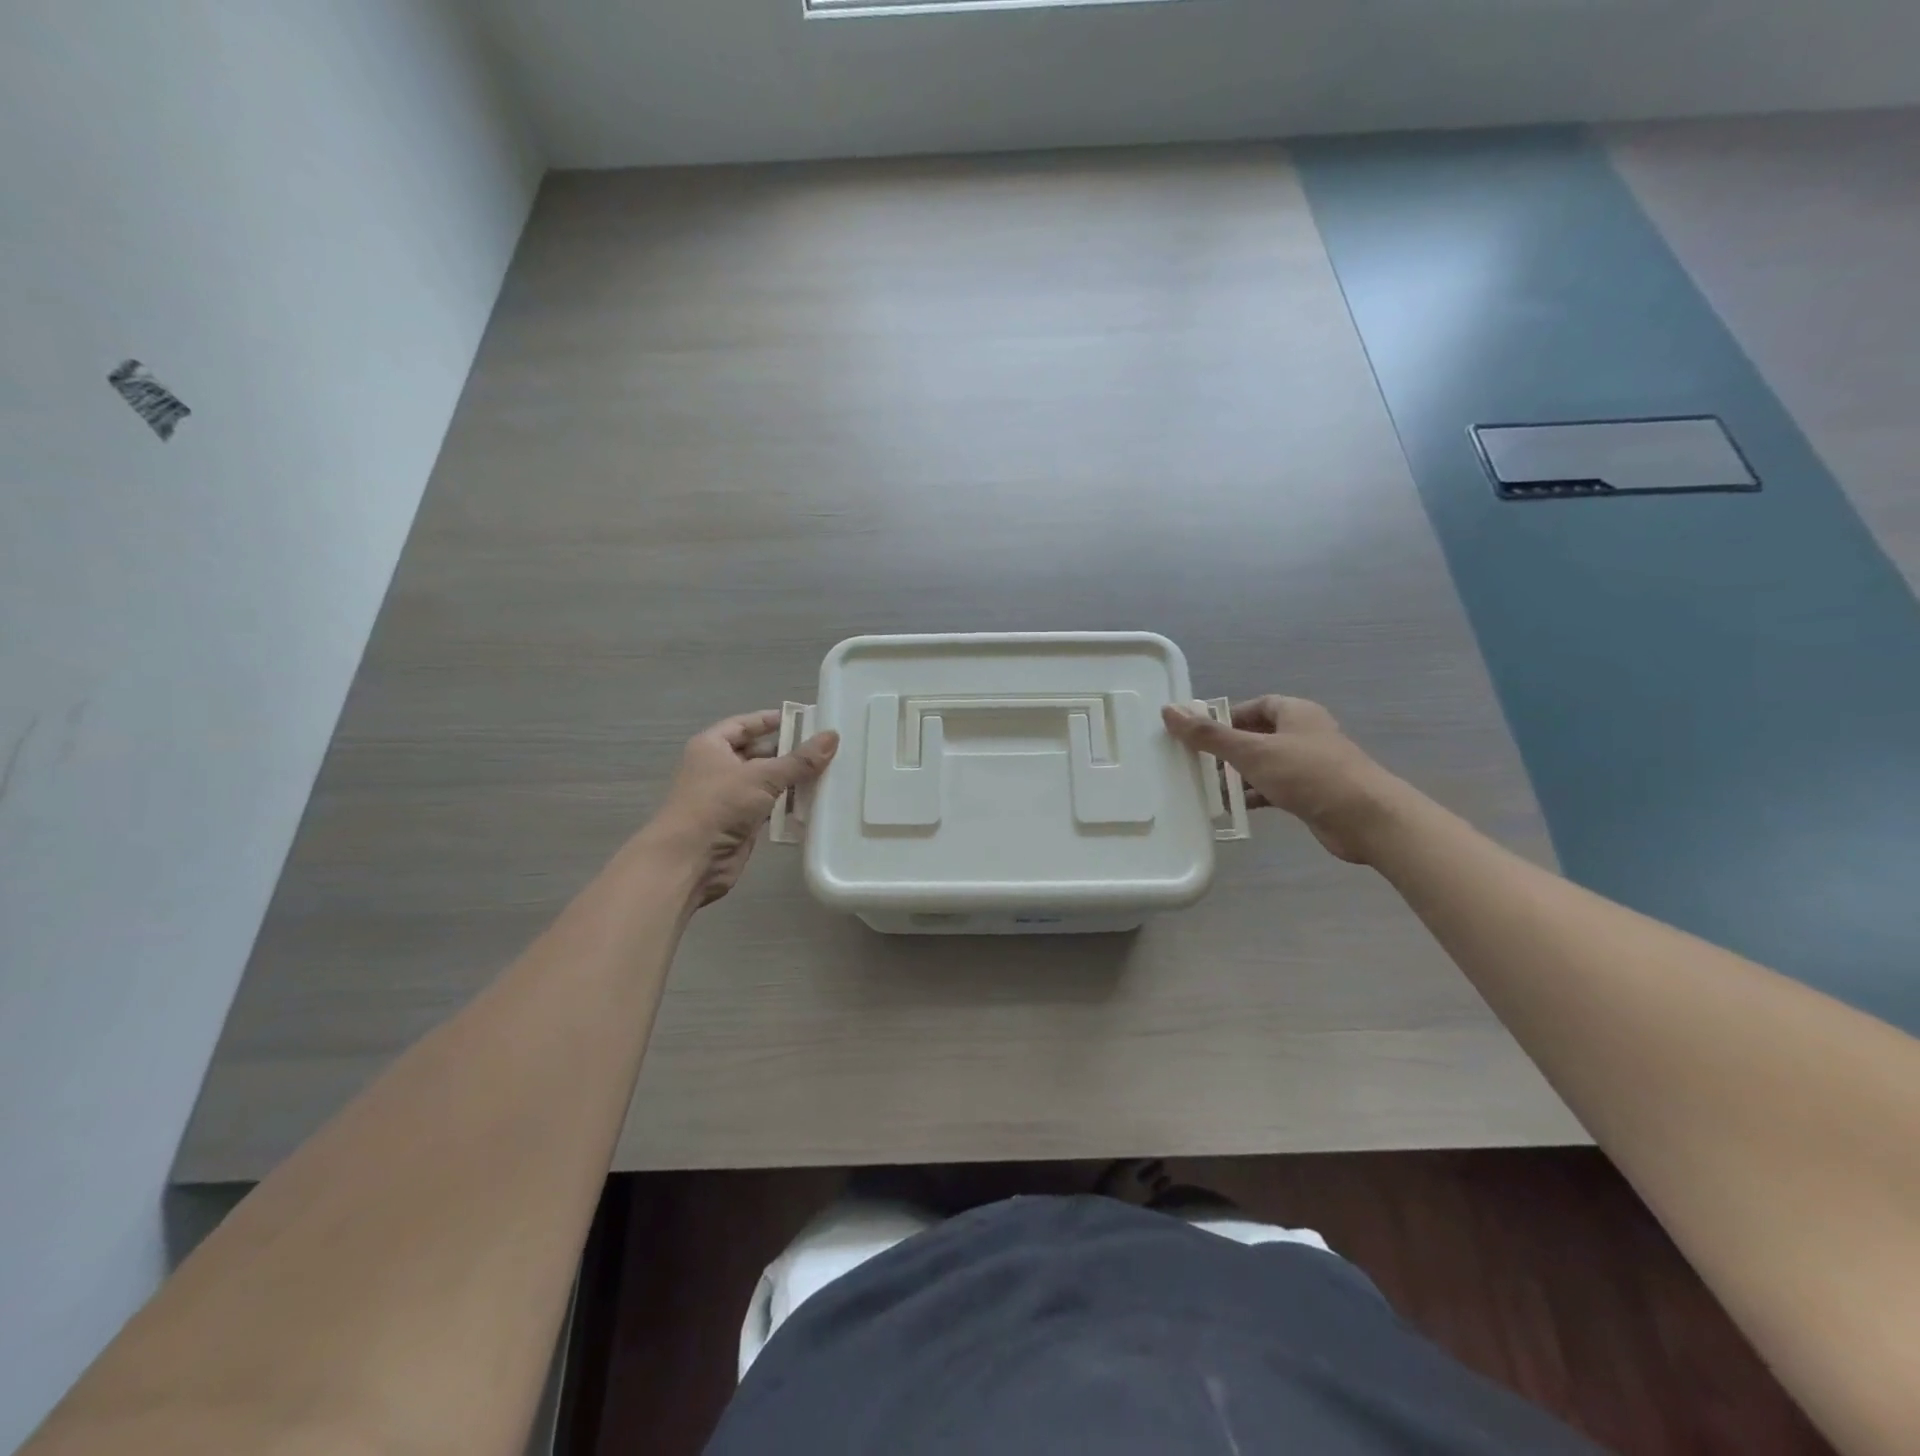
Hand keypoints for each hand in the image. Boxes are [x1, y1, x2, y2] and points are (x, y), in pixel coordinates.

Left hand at [641, 710, 839, 904]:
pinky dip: (787, 804)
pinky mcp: (740, 822)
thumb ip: (799, 760)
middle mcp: (718, 768)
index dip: (770, 720)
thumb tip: (832, 736)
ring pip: (765, 781)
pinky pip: (769, 806)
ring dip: (791, 779)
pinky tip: (814, 801)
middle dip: (788, 751)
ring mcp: (728, 797)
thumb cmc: (719, 805)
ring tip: (828, 772)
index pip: (744, 724)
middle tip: (824, 748)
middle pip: (758, 752)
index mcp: (712, 746)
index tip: (803, 719)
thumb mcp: (762, 776)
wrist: (690, 860)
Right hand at [1161, 696, 1404, 863]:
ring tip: (1207, 790)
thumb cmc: (1308, 774)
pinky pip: (1273, 789)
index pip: (1254, 706)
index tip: (1199, 735)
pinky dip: (1253, 796)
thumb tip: (1169, 711)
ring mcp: (1309, 766)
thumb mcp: (1252, 751)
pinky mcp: (1311, 794)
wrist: (1365, 819)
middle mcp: (1303, 734)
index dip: (1226, 718)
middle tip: (1196, 765)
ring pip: (1263, 765)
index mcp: (1295, 713)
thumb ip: (1210, 735)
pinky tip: (1232, 809)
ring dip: (1237, 777)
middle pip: (1256, 736)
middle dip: (1226, 751)